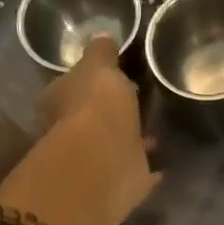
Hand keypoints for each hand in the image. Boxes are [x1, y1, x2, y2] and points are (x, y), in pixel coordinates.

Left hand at [0, 35, 158, 224]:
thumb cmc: (95, 106)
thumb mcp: (99, 66)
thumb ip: (102, 53)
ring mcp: (97, 163)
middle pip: (93, 120)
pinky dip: (148, 171)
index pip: (71, 87)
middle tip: (137, 103)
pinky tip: (164, 166)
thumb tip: (103, 37)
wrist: (103, 163)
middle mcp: (72, 135)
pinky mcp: (119, 187)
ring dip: (132, 141)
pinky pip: (137, 174)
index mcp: (59, 102)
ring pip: (117, 147)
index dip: (90, 81)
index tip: (113, 76)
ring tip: (156, 132)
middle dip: (113, 114)